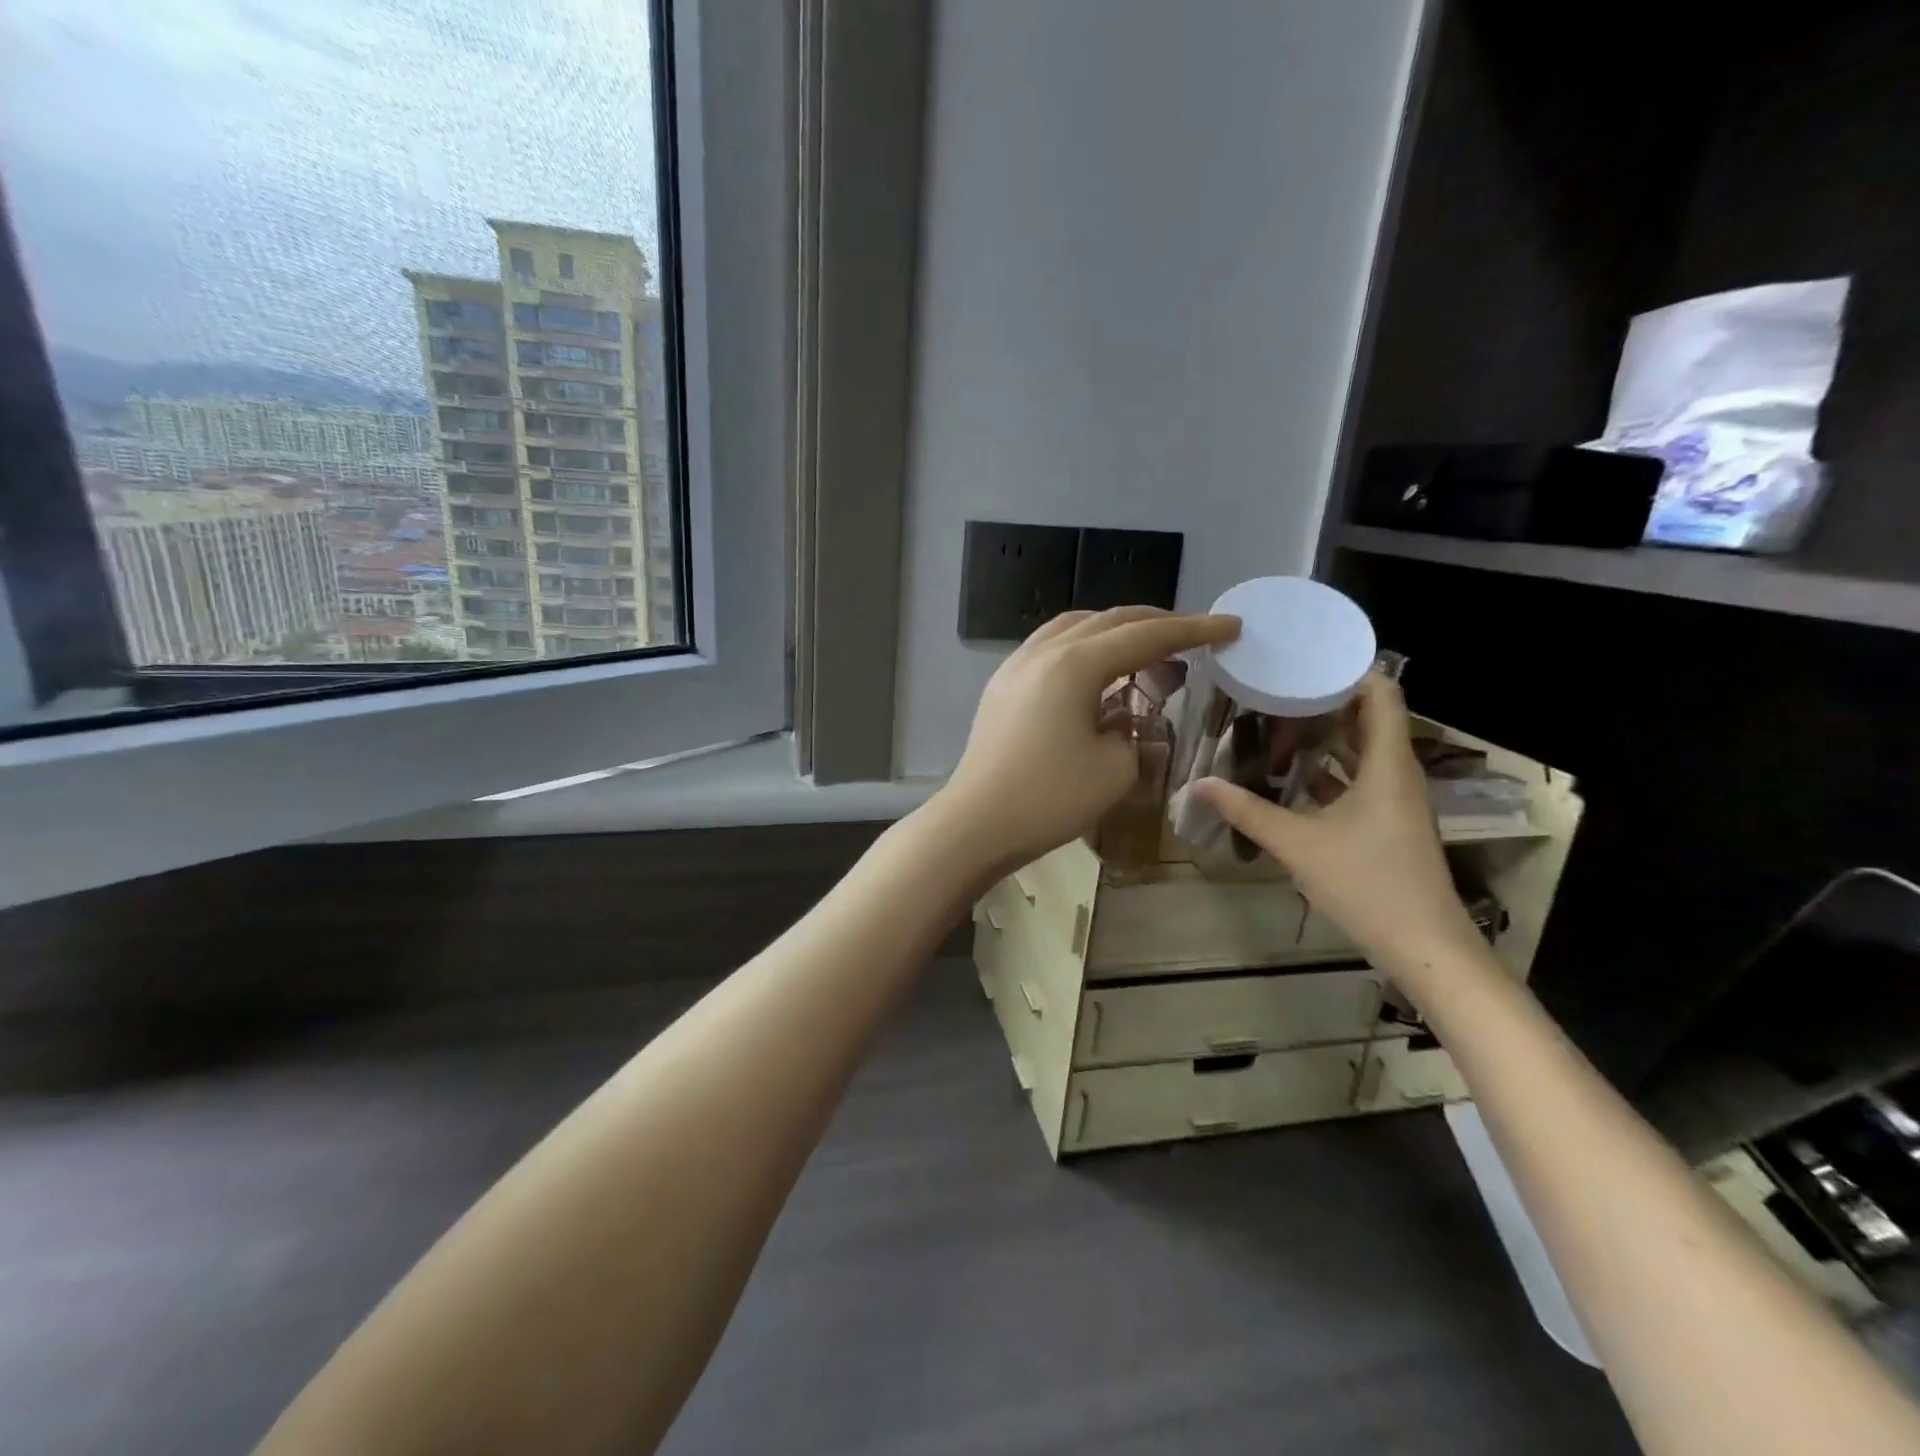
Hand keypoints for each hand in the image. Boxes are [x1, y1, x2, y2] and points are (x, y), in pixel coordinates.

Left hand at [935, 607, 1239, 874]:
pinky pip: (1051, 647)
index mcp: (1075, 664)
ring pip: (1075, 628)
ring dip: (1116, 631)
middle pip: (1109, 621)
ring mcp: (1016, 665)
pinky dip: (1083, 647)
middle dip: (1156, 624)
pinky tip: (1096, 670)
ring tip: (1146, 649)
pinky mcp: (1002, 686)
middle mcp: (1044, 651)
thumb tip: (1121, 715)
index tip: (1230, 625)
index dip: (1192, 630)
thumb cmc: (1049, 799)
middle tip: (1193, 636)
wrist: (976, 824)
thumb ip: (1132, 731)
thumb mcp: (1114, 769)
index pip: (1146, 636)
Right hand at [1192, 674, 1482, 971]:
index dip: (1347, 671)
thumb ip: (1246, 811)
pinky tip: (1291, 778)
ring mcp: (1396, 801)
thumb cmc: (1367, 883)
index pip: (1381, 693)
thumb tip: (1197, 785)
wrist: (1423, 946)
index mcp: (1387, 764)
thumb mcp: (1297, 844)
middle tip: (1274, 693)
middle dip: (1324, 703)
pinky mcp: (1389, 824)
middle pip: (1368, 719)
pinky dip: (1329, 772)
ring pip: (1362, 752)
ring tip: (1275, 726)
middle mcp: (1397, 773)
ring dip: (1325, 738)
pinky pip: (1359, 780)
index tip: (1302, 662)